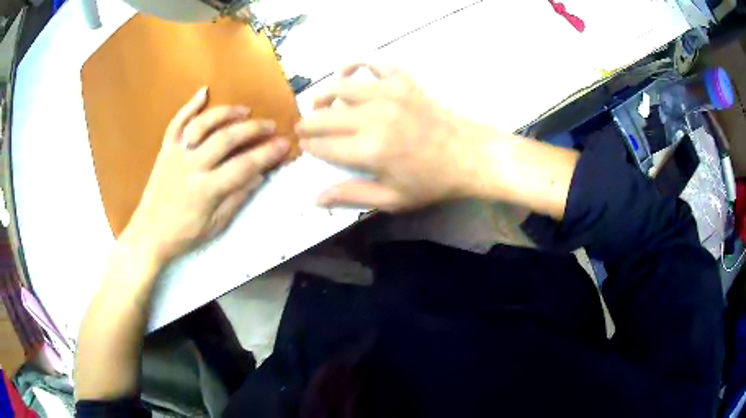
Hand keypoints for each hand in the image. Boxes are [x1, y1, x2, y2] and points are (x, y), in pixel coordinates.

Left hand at [121, 87, 289, 263]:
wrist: (149, 233)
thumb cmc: (184, 234)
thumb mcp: (215, 226)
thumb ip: (237, 199)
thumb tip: (259, 177)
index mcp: (207, 189)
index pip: (244, 166)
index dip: (267, 154)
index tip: (285, 144)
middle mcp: (192, 166)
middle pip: (227, 138)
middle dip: (253, 129)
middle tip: (270, 125)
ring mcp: (177, 154)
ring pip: (204, 124)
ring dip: (226, 113)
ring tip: (244, 110)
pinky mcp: (166, 149)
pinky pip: (177, 122)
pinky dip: (190, 105)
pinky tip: (204, 92)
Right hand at [296, 65, 485, 211]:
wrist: (470, 155)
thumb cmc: (432, 181)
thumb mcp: (393, 199)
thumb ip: (352, 195)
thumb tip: (317, 198)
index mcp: (370, 150)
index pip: (324, 145)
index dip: (309, 146)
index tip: (303, 147)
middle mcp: (374, 117)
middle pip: (326, 116)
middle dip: (308, 123)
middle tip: (303, 128)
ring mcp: (389, 93)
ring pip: (341, 87)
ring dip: (323, 95)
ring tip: (318, 104)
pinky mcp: (403, 81)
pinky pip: (373, 63)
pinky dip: (356, 63)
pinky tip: (347, 70)